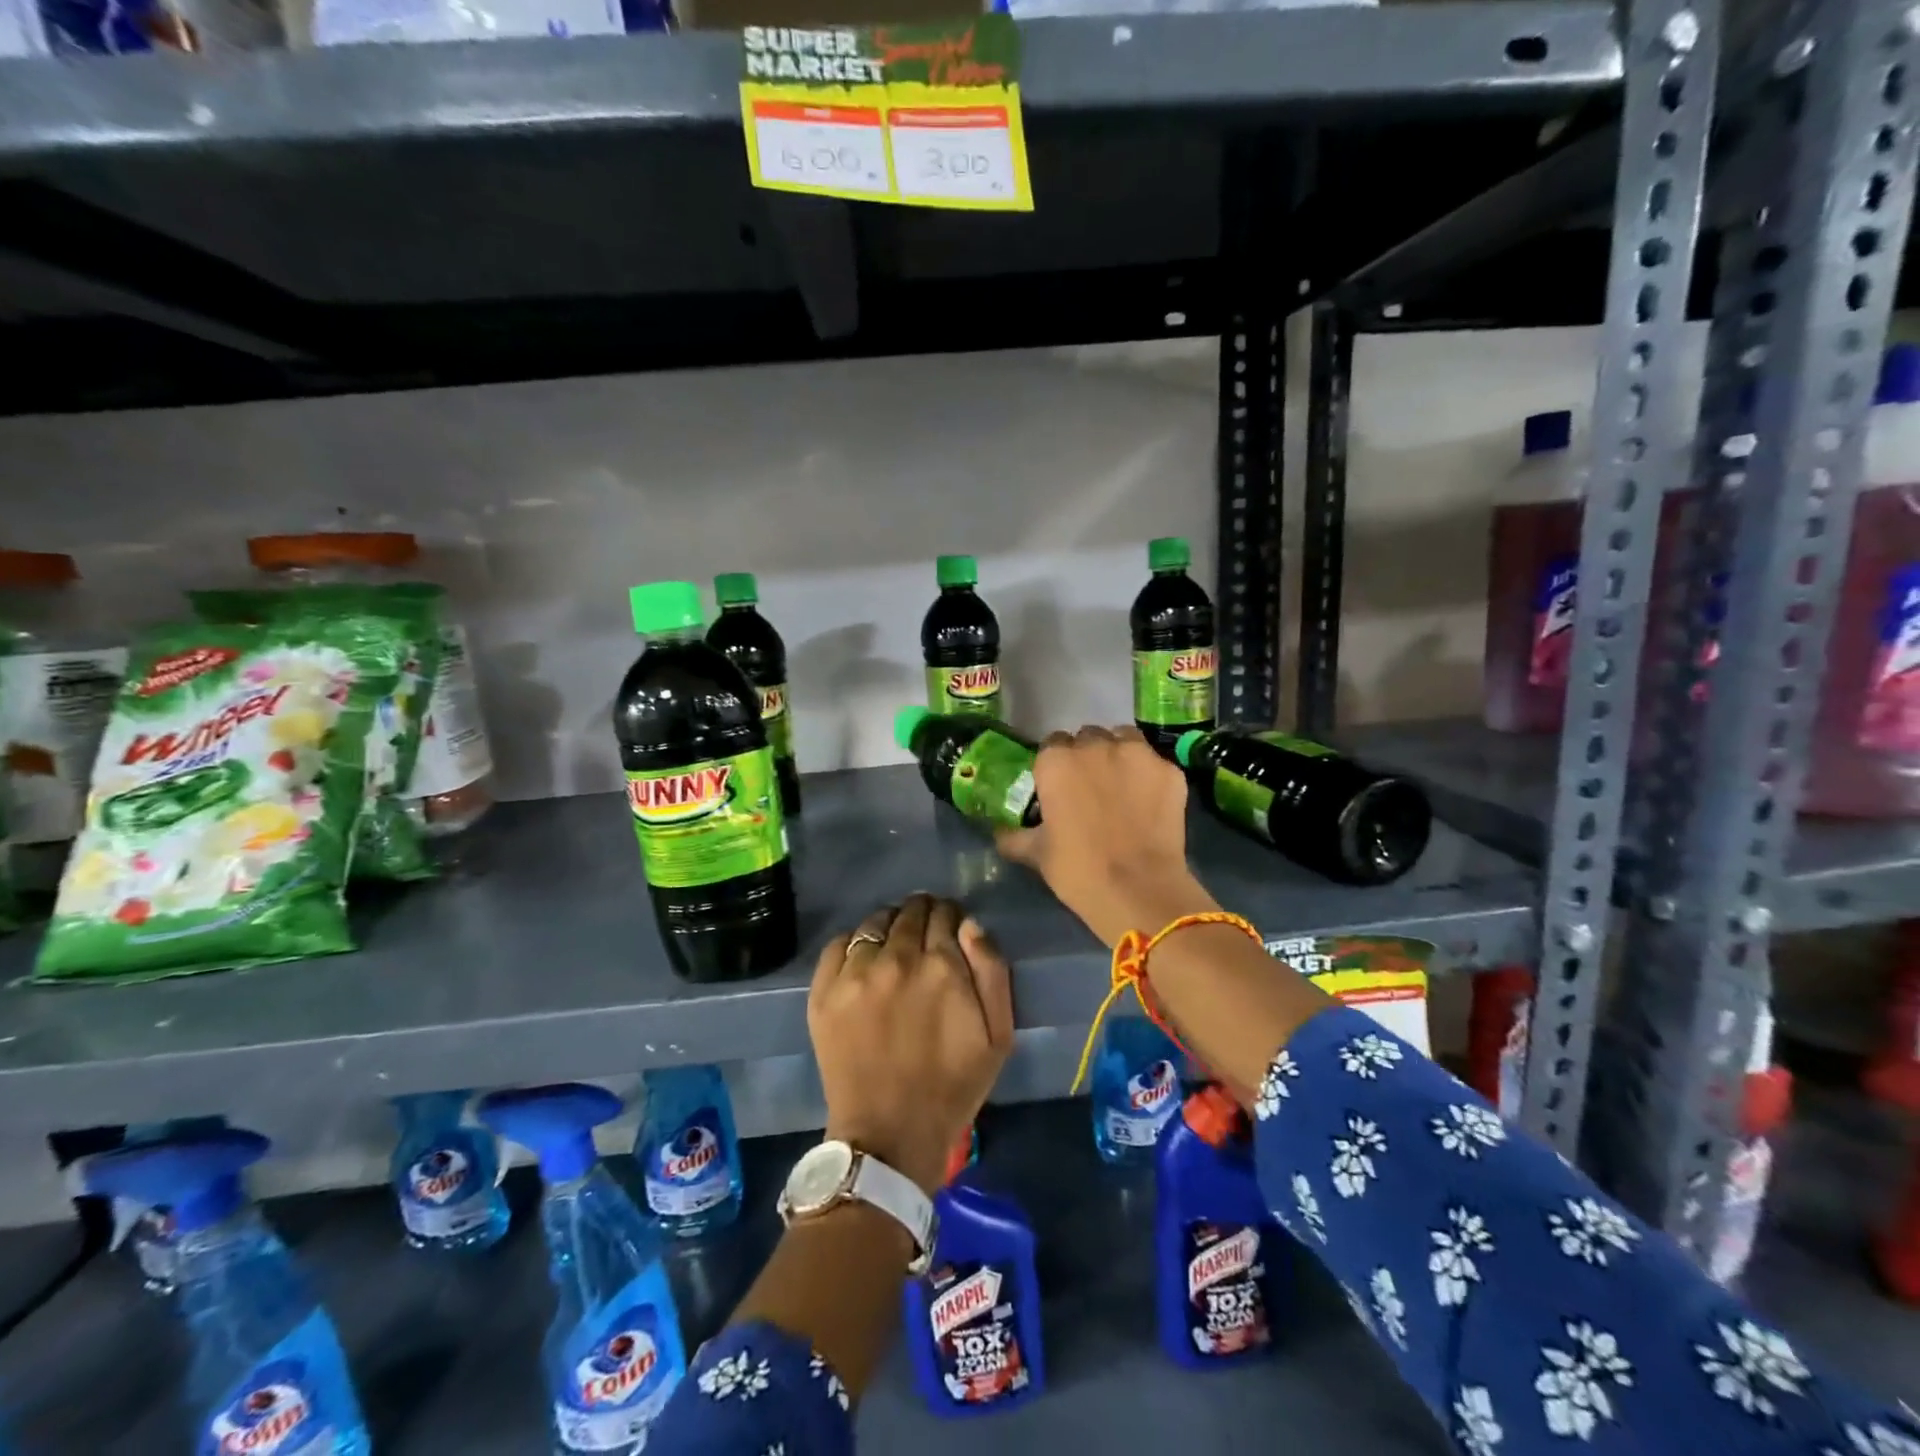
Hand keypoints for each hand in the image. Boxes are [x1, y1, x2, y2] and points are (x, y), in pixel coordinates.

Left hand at [809, 894, 1014, 1194]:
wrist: (889, 1136)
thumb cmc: (952, 1087)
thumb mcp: (998, 1036)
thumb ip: (992, 971)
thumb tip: (970, 924)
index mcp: (942, 966)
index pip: (945, 914)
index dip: (950, 917)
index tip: (951, 928)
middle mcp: (897, 959)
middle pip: (910, 912)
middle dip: (922, 915)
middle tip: (925, 934)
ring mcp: (855, 974)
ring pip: (875, 922)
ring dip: (890, 924)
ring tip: (893, 943)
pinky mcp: (824, 991)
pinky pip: (838, 943)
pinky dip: (854, 942)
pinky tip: (863, 959)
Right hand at [996, 725, 1219, 945]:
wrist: (1138, 890)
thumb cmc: (1078, 870)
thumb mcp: (1036, 854)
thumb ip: (1015, 835)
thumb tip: (999, 832)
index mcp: (1056, 761)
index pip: (1052, 745)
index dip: (1056, 765)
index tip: (1060, 786)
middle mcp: (1095, 746)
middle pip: (1088, 738)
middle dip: (1088, 756)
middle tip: (1090, 787)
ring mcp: (1138, 754)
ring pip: (1124, 739)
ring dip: (1119, 754)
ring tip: (1121, 785)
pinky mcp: (1170, 770)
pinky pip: (1154, 763)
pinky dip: (1149, 776)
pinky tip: (1149, 801)